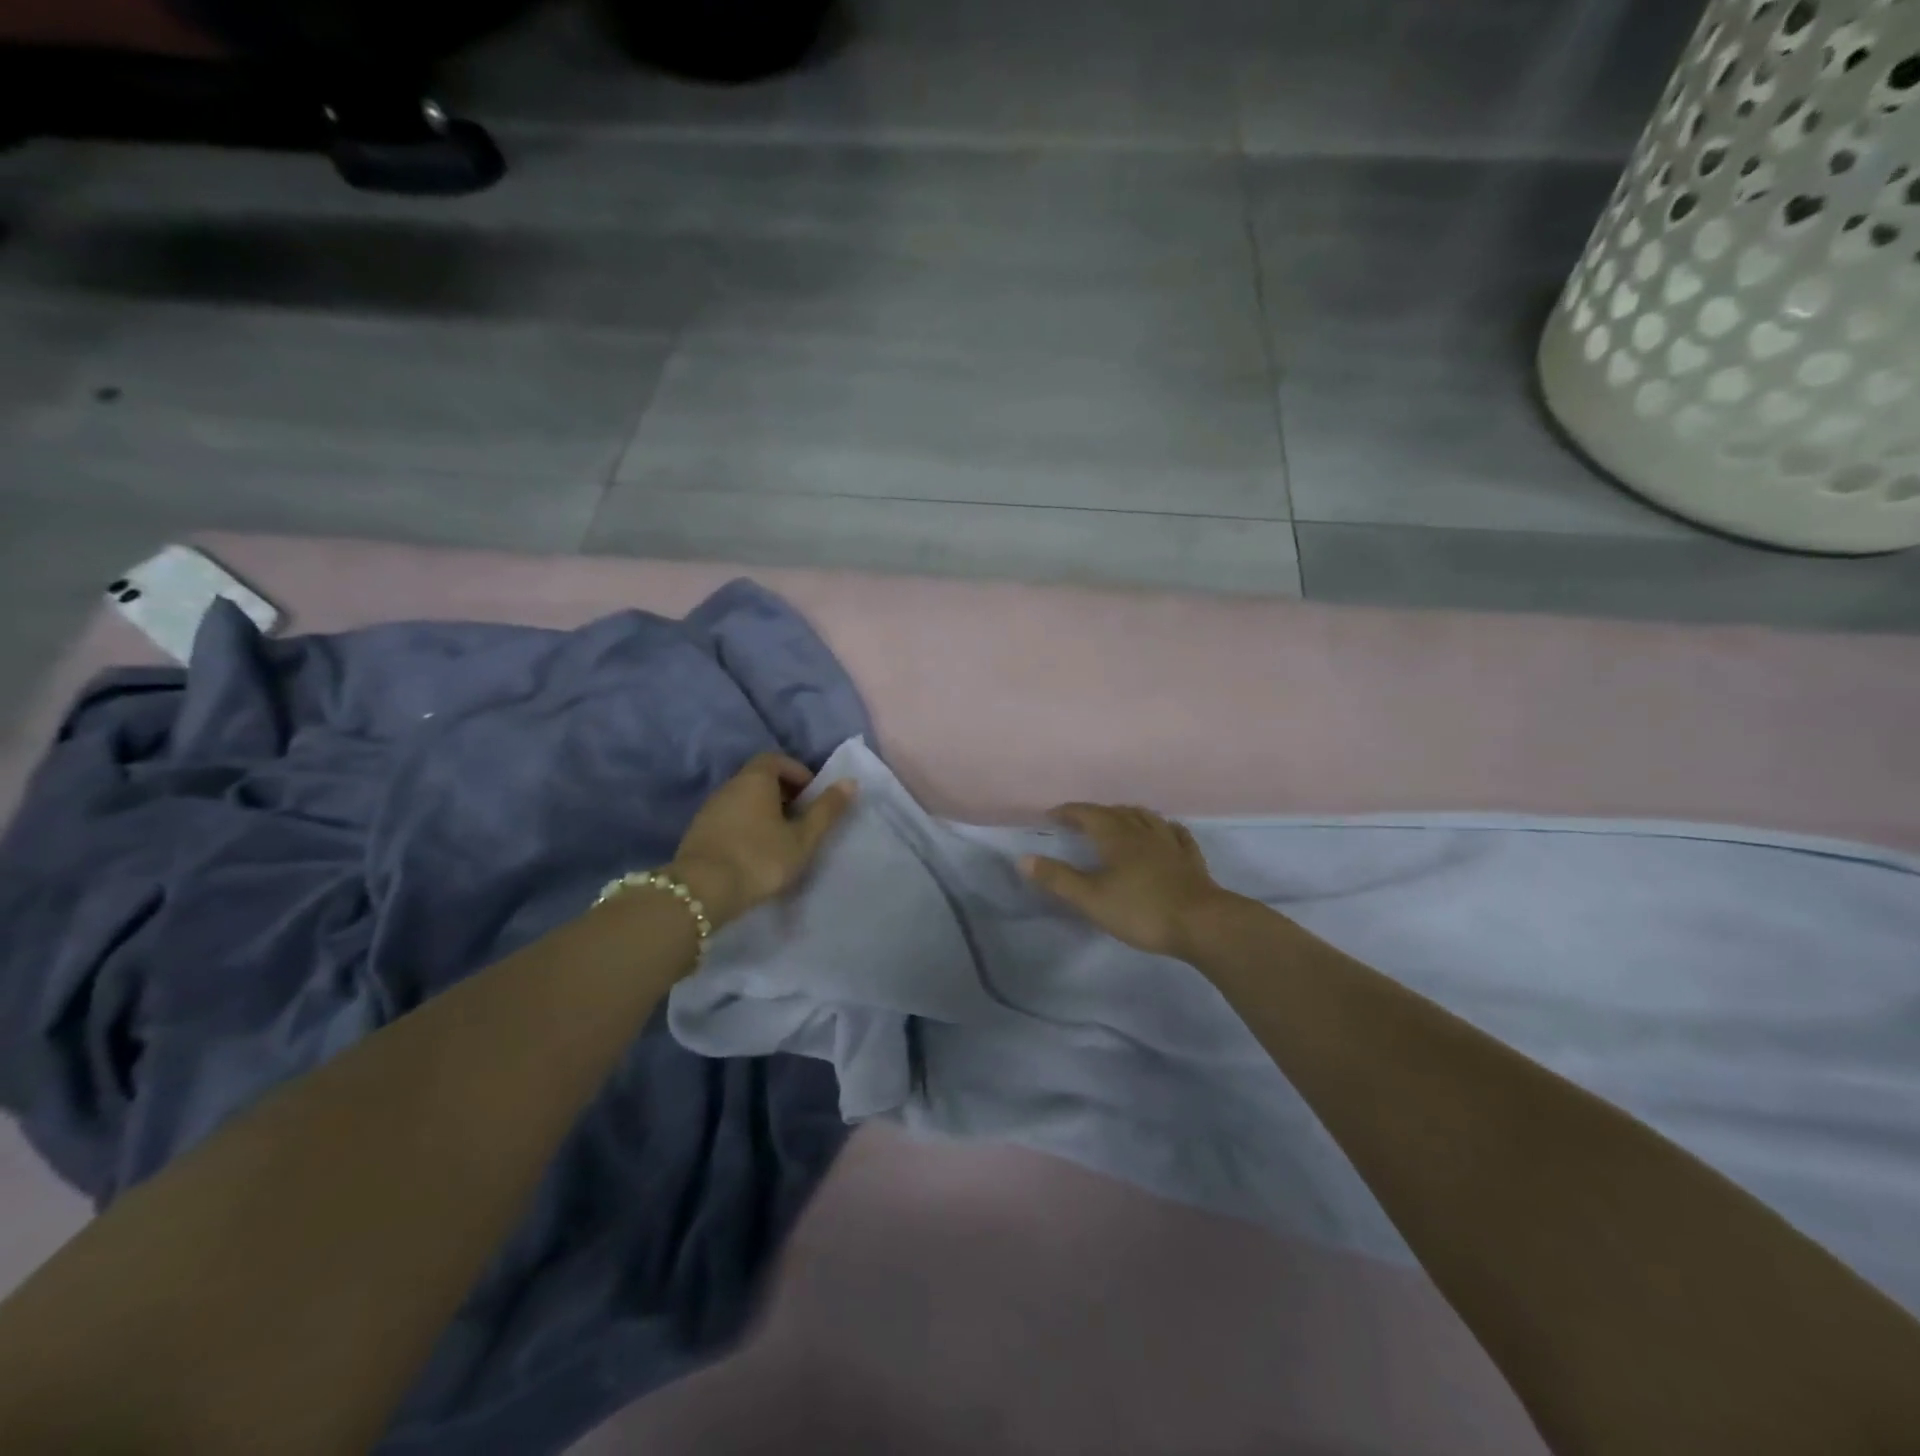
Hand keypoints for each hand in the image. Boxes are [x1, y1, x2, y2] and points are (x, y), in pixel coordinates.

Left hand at [670, 754, 856, 930]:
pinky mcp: (698, 832)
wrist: (702, 891)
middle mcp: (729, 786)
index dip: (797, 772)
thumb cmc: (760, 858)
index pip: (776, 759)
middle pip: (759, 778)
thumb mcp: (803, 838)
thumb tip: (850, 781)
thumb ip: (826, 810)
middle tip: (801, 819)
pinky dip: (746, 826)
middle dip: (783, 793)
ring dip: (763, 811)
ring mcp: (709, 809)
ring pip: (743, 800)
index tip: (811, 796)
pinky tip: (755, 852)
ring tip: (781, 839)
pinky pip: (729, 818)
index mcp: (755, 780)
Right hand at [1022, 803, 1230, 960]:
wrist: (1202, 924)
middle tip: (1081, 819)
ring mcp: (1171, 844)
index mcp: (1117, 838)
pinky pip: (1176, 834)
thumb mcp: (1091, 899)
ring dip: (1128, 814)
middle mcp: (1143, 833)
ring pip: (1147, 818)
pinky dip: (1165, 828)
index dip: (1070, 812)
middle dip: (1096, 812)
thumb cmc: (1141, 910)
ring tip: (1119, 817)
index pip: (1089, 814)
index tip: (1053, 814)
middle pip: (1117, 813)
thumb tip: (1024, 858)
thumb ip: (1058, 879)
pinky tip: (1166, 831)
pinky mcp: (1191, 860)